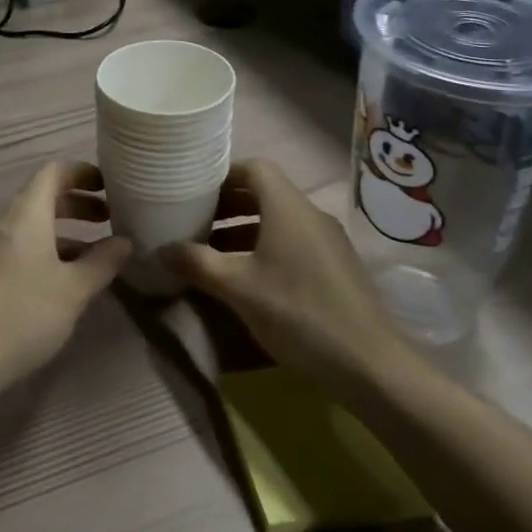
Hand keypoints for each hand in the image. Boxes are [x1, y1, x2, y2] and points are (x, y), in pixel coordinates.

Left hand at [0, 161, 132, 408]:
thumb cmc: (22, 315)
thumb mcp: (73, 291)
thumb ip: (102, 263)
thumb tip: (123, 242)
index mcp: (24, 214)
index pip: (53, 172)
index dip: (82, 172)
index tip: (109, 185)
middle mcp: (1, 223)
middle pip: (41, 199)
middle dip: (77, 204)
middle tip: (109, 219)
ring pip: (29, 228)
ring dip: (63, 234)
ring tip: (93, 258)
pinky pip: (16, 250)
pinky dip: (43, 254)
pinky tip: (59, 285)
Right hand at [162, 159, 406, 387]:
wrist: (370, 364)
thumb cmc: (298, 313)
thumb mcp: (238, 288)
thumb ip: (197, 263)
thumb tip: (162, 248)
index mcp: (287, 207)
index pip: (254, 167)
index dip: (223, 174)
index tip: (195, 192)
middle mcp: (310, 214)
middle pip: (265, 192)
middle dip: (228, 204)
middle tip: (196, 222)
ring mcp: (328, 240)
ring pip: (279, 219)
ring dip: (245, 229)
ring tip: (213, 252)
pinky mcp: (337, 266)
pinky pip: (294, 241)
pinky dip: (266, 247)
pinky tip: (249, 278)